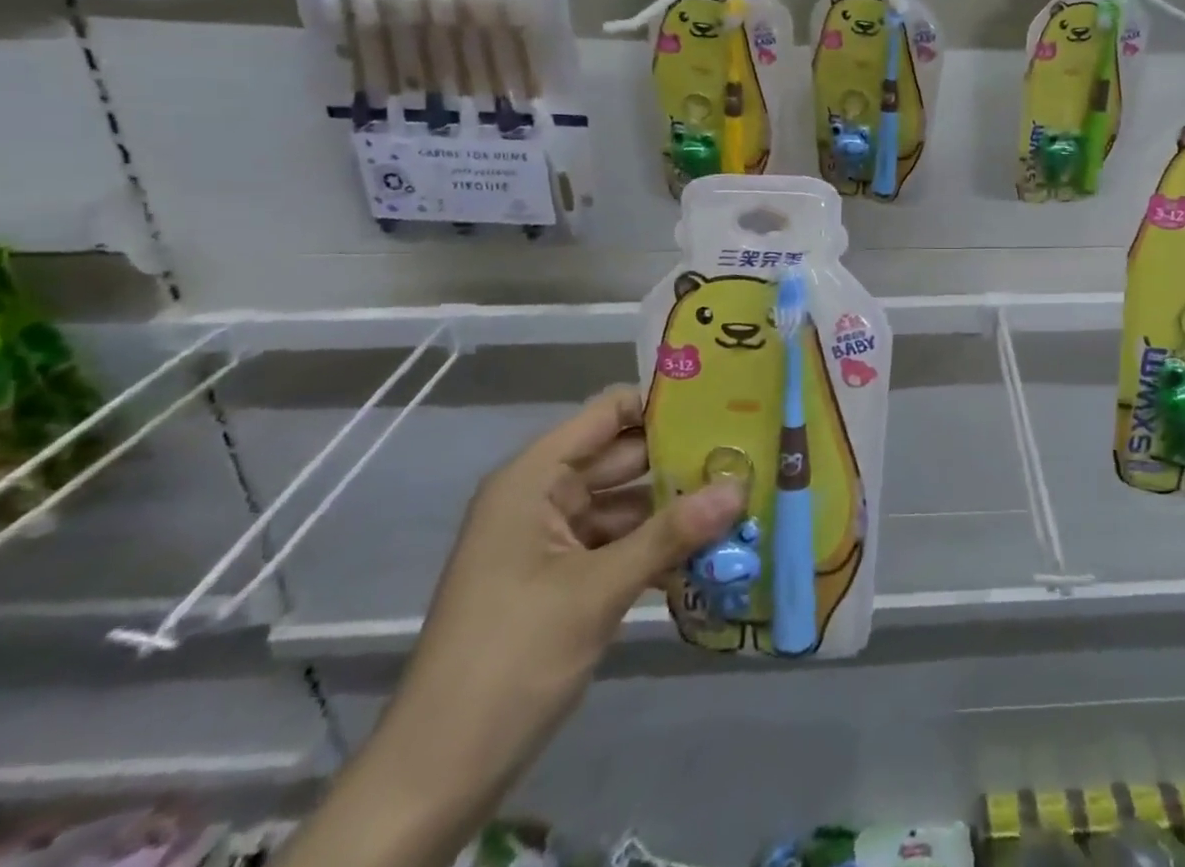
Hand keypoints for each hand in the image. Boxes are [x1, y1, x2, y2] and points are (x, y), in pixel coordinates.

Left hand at [366, 388, 743, 829]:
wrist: (435, 778)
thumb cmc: (510, 659)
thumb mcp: (597, 591)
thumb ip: (671, 534)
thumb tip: (740, 487)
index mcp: (534, 478)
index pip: (609, 413)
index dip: (663, 405)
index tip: (725, 407)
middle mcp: (543, 497)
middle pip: (624, 458)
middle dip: (682, 461)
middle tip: (750, 454)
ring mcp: (552, 541)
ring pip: (627, 505)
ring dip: (676, 509)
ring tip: (744, 499)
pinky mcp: (562, 581)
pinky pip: (619, 546)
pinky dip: (657, 548)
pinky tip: (710, 553)